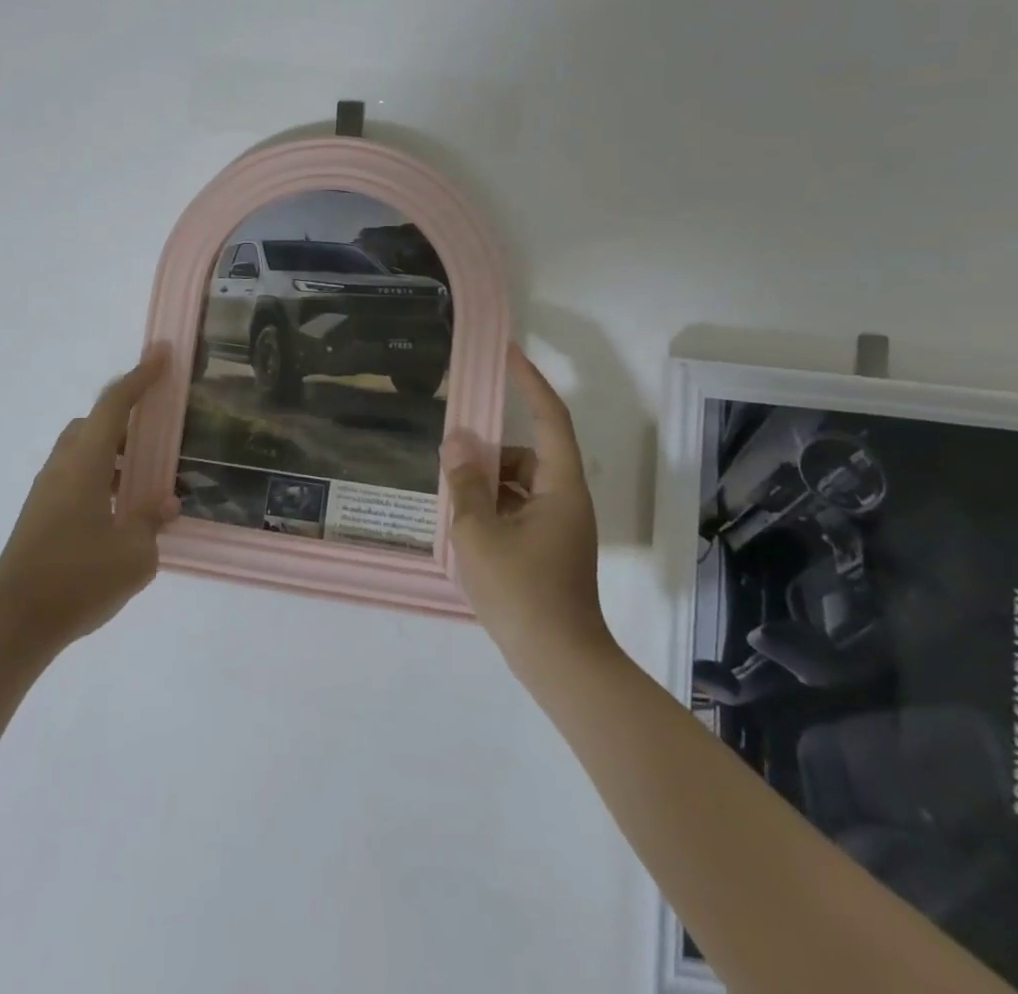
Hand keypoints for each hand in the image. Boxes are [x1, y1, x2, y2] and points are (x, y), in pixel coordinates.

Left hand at [0, 347, 179, 652]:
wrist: (13, 624)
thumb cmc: (77, 580)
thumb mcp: (133, 555)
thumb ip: (152, 521)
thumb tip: (165, 502)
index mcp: (85, 464)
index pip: (115, 405)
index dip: (140, 377)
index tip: (162, 354)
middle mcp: (62, 467)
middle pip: (93, 424)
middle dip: (125, 417)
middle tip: (157, 431)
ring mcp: (46, 491)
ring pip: (82, 452)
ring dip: (113, 453)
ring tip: (144, 479)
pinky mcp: (40, 515)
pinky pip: (75, 477)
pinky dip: (100, 478)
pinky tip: (119, 512)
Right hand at [443, 343, 613, 665]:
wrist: (560, 663)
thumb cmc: (521, 592)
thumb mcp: (479, 532)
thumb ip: (465, 483)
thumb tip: (457, 441)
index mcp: (560, 487)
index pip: (550, 418)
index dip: (530, 382)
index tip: (508, 354)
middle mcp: (567, 500)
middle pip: (528, 455)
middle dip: (489, 453)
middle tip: (450, 461)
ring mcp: (561, 527)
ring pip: (520, 486)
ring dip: (488, 485)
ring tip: (453, 504)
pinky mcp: (551, 550)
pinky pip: (519, 511)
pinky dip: (494, 510)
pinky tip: (466, 529)